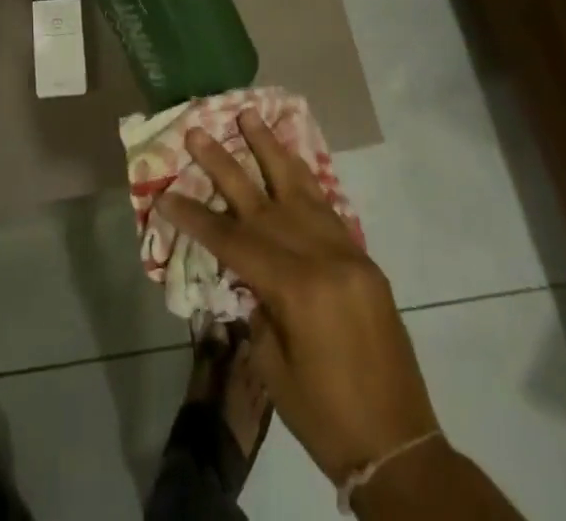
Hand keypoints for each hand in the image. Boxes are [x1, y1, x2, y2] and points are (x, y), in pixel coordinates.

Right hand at [162, 112, 438, 482]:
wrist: (400, 449)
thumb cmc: (326, 418)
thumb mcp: (273, 367)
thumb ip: (257, 306)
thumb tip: (247, 270)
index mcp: (296, 288)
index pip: (232, 240)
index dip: (195, 217)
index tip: (165, 193)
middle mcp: (322, 258)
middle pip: (262, 201)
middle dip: (225, 164)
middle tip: (198, 129)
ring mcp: (348, 254)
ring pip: (301, 189)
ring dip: (271, 151)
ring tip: (250, 116)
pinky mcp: (364, 261)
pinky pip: (328, 209)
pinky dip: (306, 180)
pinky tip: (291, 160)